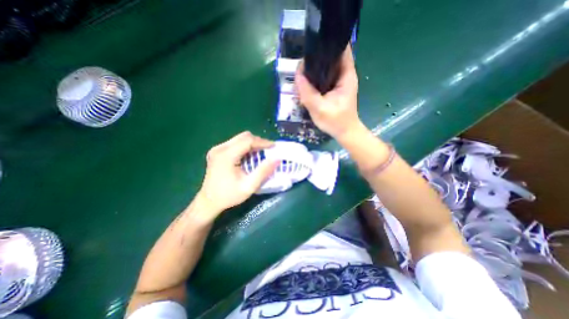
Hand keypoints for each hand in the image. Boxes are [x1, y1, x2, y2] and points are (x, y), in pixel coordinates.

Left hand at [196, 130, 278, 216]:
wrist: (208, 202)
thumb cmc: (229, 195)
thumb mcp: (249, 186)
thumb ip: (263, 171)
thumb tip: (277, 159)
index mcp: (226, 155)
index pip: (248, 140)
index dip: (263, 142)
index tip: (274, 147)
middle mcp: (220, 148)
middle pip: (243, 137)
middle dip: (258, 142)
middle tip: (268, 150)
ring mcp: (217, 149)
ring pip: (239, 138)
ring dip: (252, 144)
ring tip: (261, 153)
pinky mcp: (217, 152)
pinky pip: (235, 143)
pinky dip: (245, 147)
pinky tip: (250, 156)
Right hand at [296, 44, 361, 137]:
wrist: (344, 132)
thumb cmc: (336, 122)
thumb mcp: (319, 108)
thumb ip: (307, 92)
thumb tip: (297, 75)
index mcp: (346, 75)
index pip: (341, 49)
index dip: (327, 44)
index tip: (312, 47)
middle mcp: (344, 75)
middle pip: (331, 57)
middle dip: (316, 58)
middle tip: (302, 65)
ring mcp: (339, 82)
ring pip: (326, 68)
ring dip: (314, 69)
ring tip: (302, 74)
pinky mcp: (334, 88)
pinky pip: (323, 78)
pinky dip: (315, 79)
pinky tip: (307, 83)